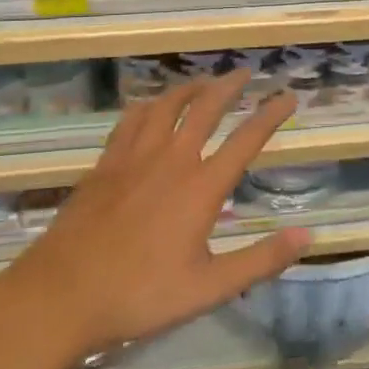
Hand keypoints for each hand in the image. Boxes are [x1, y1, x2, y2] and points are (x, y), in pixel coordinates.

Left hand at [0, 72, 310, 362]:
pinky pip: (131, 120)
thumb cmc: (140, 295)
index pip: (246, 139)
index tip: (289, 96)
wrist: (61, 296)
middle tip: (246, 73)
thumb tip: (306, 234)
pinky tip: (151, 106)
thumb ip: (260, 260)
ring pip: (167, 106)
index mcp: (201, 187)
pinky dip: (149, 105)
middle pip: (205, 108)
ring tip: (204, 82)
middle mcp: (171, 160)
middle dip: (230, 86)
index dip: (271, 114)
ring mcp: (134, 158)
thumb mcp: (209, 288)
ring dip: (190, 88)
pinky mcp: (105, 164)